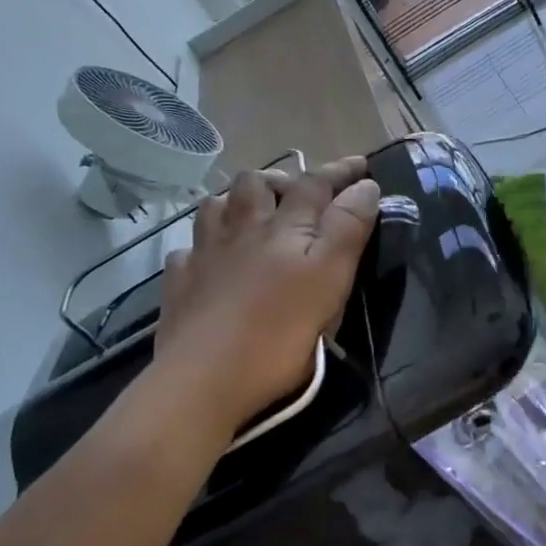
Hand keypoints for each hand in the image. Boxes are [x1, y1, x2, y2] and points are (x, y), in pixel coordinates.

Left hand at [143, 157, 380, 438]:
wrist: (203, 381)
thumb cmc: (279, 333)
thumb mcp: (330, 280)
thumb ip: (348, 228)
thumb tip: (365, 186)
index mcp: (284, 227)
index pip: (315, 183)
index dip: (340, 171)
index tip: (361, 165)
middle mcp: (241, 229)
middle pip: (256, 183)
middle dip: (281, 179)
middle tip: (299, 194)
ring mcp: (204, 255)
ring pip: (215, 207)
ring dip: (236, 202)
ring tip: (252, 215)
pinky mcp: (180, 285)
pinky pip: (188, 251)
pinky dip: (202, 246)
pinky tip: (210, 260)